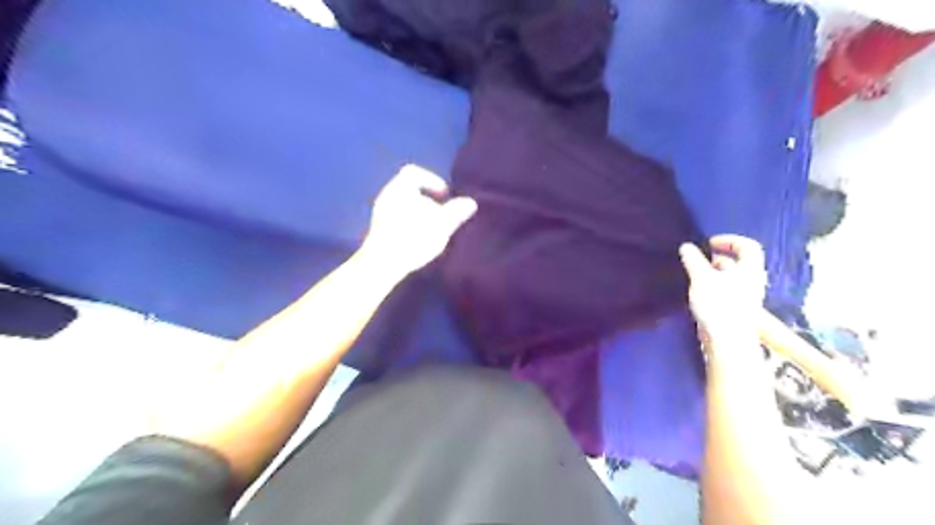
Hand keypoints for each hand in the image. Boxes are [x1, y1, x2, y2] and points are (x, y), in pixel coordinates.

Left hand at [360, 164, 477, 274]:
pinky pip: (395, 221)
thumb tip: (470, 202)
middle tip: (440, 215)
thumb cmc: (413, 238)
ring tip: (431, 231)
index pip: (413, 173)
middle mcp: (386, 197)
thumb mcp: (441, 224)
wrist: (382, 264)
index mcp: (399, 188)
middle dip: (427, 201)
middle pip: (408, 191)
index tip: (444, 196)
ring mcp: (378, 215)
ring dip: (418, 216)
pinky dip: (409, 226)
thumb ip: (456, 212)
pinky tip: (418, 242)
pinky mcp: (377, 232)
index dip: (431, 181)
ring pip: (401, 207)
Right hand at [681, 235, 767, 346]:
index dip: (730, 240)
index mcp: (750, 269)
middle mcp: (751, 281)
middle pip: (738, 263)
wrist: (727, 339)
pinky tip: (697, 293)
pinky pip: (725, 292)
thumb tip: (686, 246)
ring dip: (713, 274)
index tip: (710, 243)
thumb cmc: (718, 303)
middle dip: (717, 258)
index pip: (748, 246)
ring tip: (694, 276)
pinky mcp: (735, 311)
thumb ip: (693, 260)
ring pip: (730, 278)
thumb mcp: (701, 277)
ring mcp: (745, 298)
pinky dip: (712, 287)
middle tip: (698, 260)